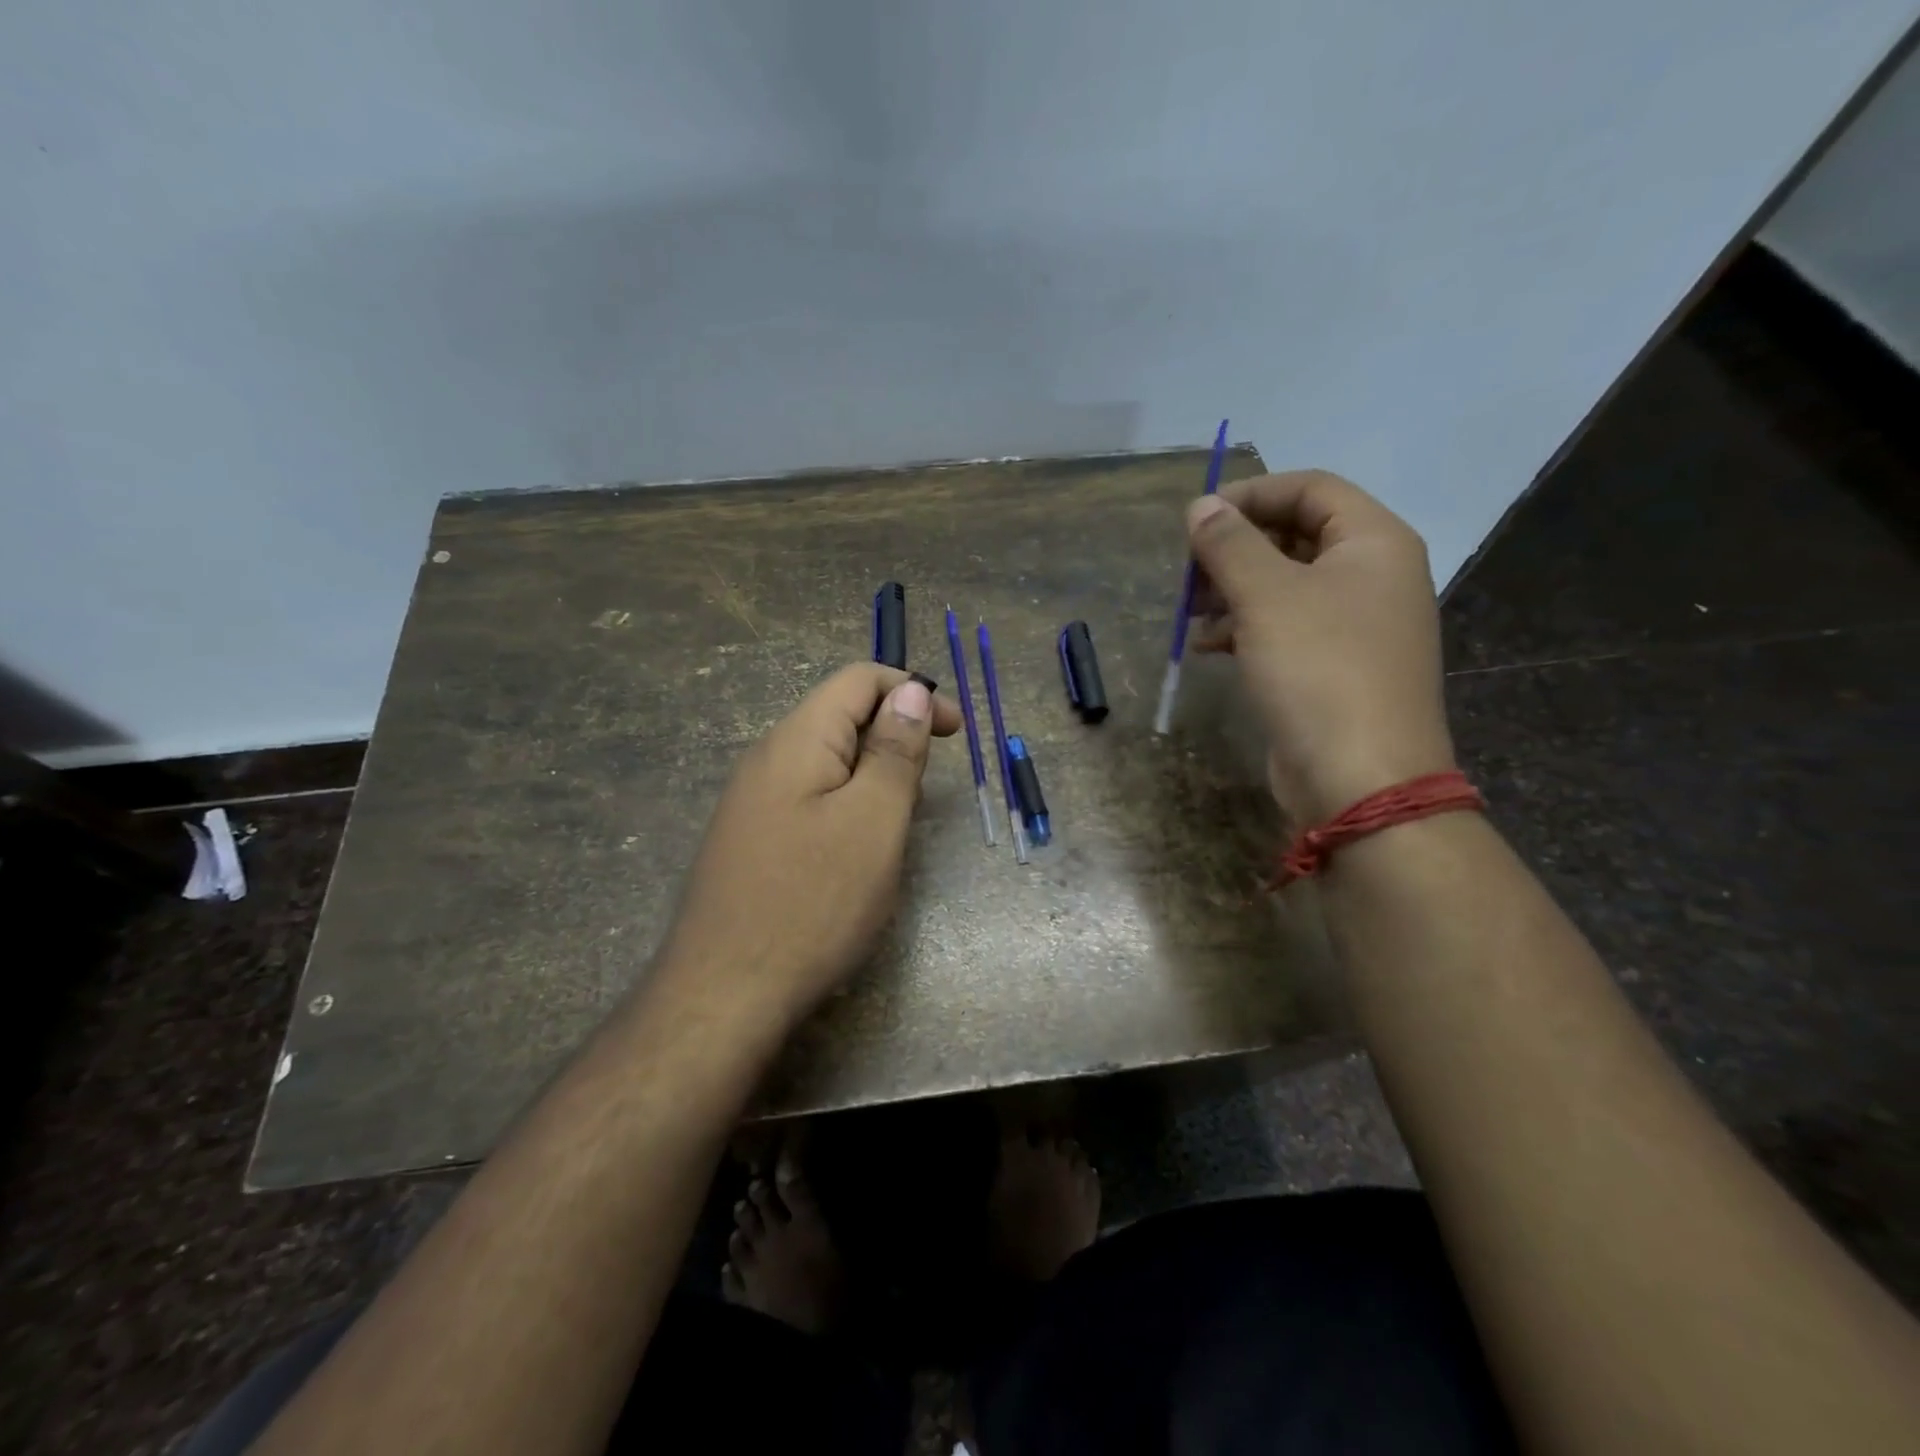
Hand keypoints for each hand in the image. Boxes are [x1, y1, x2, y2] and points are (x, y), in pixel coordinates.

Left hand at [656, 663, 959, 1029]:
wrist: (722, 995)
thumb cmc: (813, 903)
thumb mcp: (873, 821)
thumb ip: (894, 751)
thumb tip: (909, 690)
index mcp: (796, 740)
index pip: (858, 680)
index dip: (912, 691)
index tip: (956, 732)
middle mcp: (766, 759)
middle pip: (840, 717)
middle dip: (894, 736)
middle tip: (926, 789)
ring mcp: (751, 802)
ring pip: (826, 762)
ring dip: (872, 775)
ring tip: (898, 823)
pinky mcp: (750, 840)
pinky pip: (808, 799)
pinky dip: (846, 806)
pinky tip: (856, 852)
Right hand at [1187, 470, 1455, 826]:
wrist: (1360, 778)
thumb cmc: (1318, 671)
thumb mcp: (1266, 597)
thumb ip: (1230, 544)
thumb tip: (1201, 505)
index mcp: (1374, 542)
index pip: (1311, 488)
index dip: (1251, 494)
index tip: (1197, 519)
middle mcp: (1372, 575)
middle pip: (1296, 535)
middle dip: (1236, 548)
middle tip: (1189, 570)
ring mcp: (1355, 625)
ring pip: (1285, 585)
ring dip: (1234, 589)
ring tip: (1191, 611)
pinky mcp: (1333, 667)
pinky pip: (1285, 628)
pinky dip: (1245, 627)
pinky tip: (1208, 645)